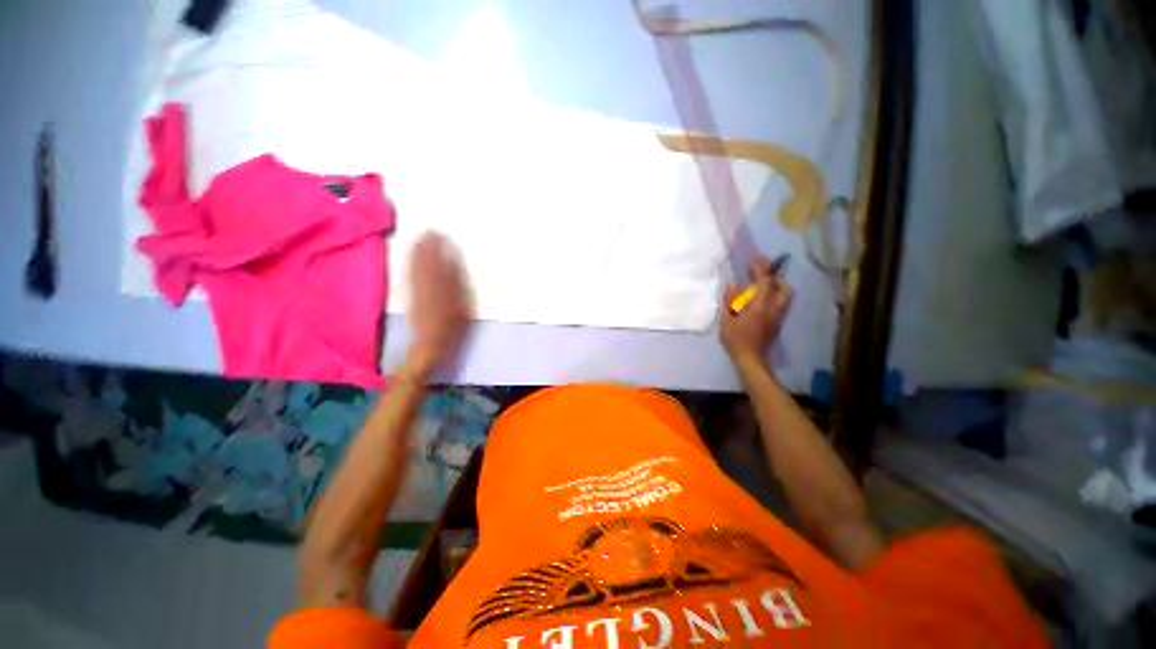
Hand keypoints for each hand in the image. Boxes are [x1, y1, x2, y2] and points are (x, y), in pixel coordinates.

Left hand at [404, 231, 473, 379]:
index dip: (442, 249)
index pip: (443, 265)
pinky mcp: (412, 297)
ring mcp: (418, 292)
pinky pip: (409, 276)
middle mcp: (429, 288)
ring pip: (417, 268)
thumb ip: (460, 287)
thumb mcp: (463, 312)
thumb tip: (455, 265)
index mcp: (445, 291)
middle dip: (428, 246)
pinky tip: (409, 255)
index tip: (442, 235)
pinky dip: (409, 263)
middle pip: (428, 263)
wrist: (429, 348)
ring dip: (417, 251)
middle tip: (428, 230)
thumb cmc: (452, 331)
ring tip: (418, 237)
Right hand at [720, 258, 793, 369]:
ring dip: (778, 286)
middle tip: (762, 273)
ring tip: (765, 285)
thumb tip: (733, 284)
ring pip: (786, 296)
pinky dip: (776, 296)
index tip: (754, 261)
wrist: (751, 359)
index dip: (760, 269)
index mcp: (760, 307)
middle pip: (783, 287)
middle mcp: (774, 309)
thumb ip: (730, 300)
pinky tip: (764, 299)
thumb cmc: (736, 339)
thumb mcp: (727, 319)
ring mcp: (778, 316)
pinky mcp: (777, 323)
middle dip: (775, 277)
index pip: (765, 282)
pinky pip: (782, 304)